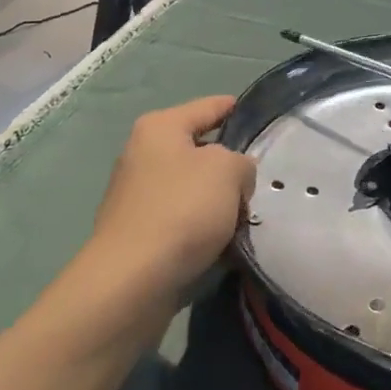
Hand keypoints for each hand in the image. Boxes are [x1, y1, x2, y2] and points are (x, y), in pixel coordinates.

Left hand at [90, 96, 256, 300]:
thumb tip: (234, 177)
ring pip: (192, 189)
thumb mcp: (228, 171)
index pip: (208, 107)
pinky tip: (223, 245)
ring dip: (217, 203)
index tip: (258, 116)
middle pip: (200, 151)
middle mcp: (142, 155)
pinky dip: (201, 229)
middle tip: (258, 182)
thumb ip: (241, 163)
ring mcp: (136, 196)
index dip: (235, 108)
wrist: (131, 282)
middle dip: (229, 167)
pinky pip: (182, 220)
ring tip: (244, 220)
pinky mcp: (137, 234)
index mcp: (160, 127)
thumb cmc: (182, 209)